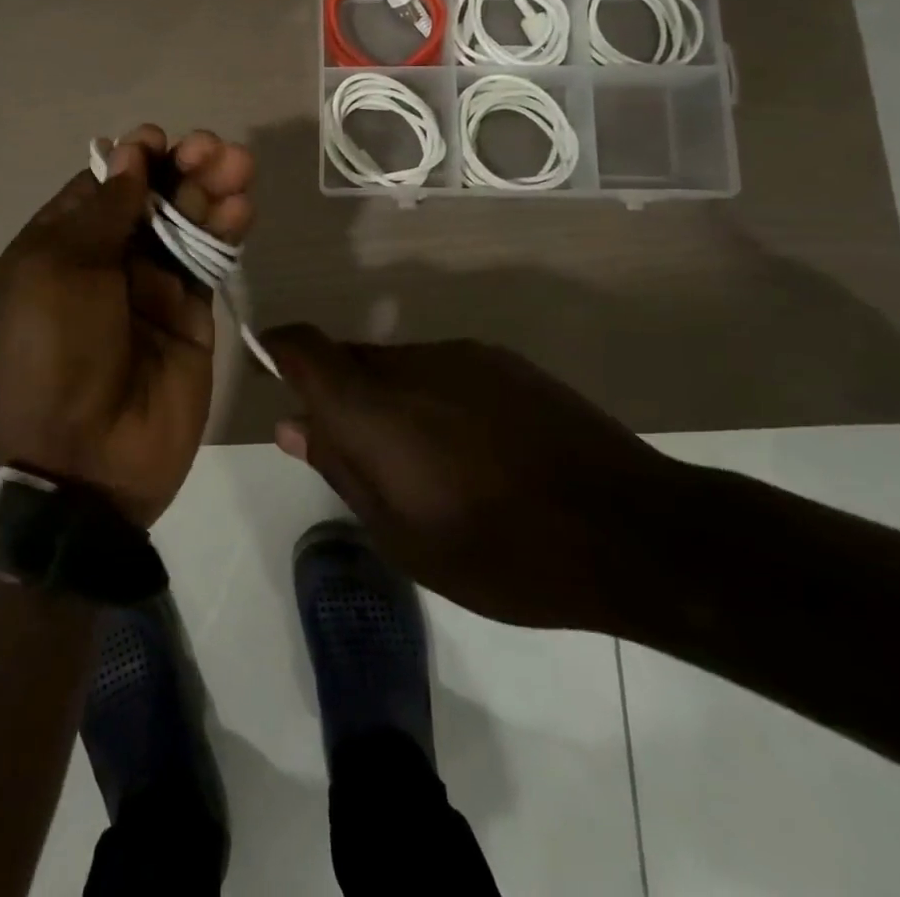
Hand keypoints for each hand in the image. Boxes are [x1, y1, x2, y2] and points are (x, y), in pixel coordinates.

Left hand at [0, 126, 255, 526]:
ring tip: (239, 166)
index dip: (133, 160)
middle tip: (214, 149)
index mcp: (60, 246)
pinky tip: (241, 208)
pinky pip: (210, 264)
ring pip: (187, 225)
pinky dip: (226, 232)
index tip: (160, 141)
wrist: (77, 462)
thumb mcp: (57, 270)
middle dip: (182, 168)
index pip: (103, 188)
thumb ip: (102, 212)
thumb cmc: (49, 352)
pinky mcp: (192, 319)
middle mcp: (106, 263)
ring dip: (211, 191)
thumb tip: (129, 156)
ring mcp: (151, 291)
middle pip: (151, 200)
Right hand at [262, 326, 683, 631]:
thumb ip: (339, 469)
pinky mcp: (502, 360)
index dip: (278, 348)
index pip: (303, 347)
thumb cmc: (500, 551)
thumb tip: (290, 425)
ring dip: (390, 399)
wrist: (628, 529)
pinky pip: (442, 367)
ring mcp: (461, 355)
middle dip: (339, 393)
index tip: (271, 370)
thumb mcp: (402, 535)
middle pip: (349, 358)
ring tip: (426, 461)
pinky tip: (473, 446)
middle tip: (359, 452)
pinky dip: (433, 396)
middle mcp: (409, 363)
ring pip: (397, 364)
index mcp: (372, 407)